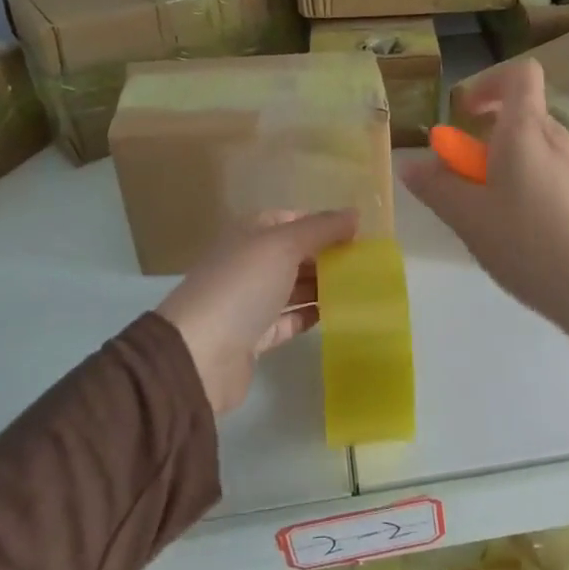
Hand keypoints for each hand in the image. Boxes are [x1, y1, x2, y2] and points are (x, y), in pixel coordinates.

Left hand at [157, 209, 359, 414]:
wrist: (199, 355)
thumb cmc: (242, 287)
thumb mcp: (284, 245)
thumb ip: (322, 228)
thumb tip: (355, 214)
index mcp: (251, 233)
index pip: (294, 219)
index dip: (325, 224)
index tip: (360, 234)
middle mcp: (250, 262)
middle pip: (296, 253)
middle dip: (329, 256)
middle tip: (369, 264)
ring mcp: (252, 300)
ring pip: (296, 287)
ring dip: (325, 286)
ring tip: (364, 288)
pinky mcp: (257, 336)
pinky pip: (291, 319)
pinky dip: (314, 315)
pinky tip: (342, 314)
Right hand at [401, 58, 568, 370]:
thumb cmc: (530, 246)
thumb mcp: (469, 220)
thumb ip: (437, 187)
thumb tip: (411, 164)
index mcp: (527, 132)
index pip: (519, 75)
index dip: (490, 83)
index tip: (467, 114)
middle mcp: (562, 139)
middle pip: (526, 118)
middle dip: (493, 139)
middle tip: (472, 182)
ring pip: (544, 151)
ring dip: (517, 167)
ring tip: (503, 218)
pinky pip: (565, 176)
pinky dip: (542, 188)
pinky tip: (538, 236)